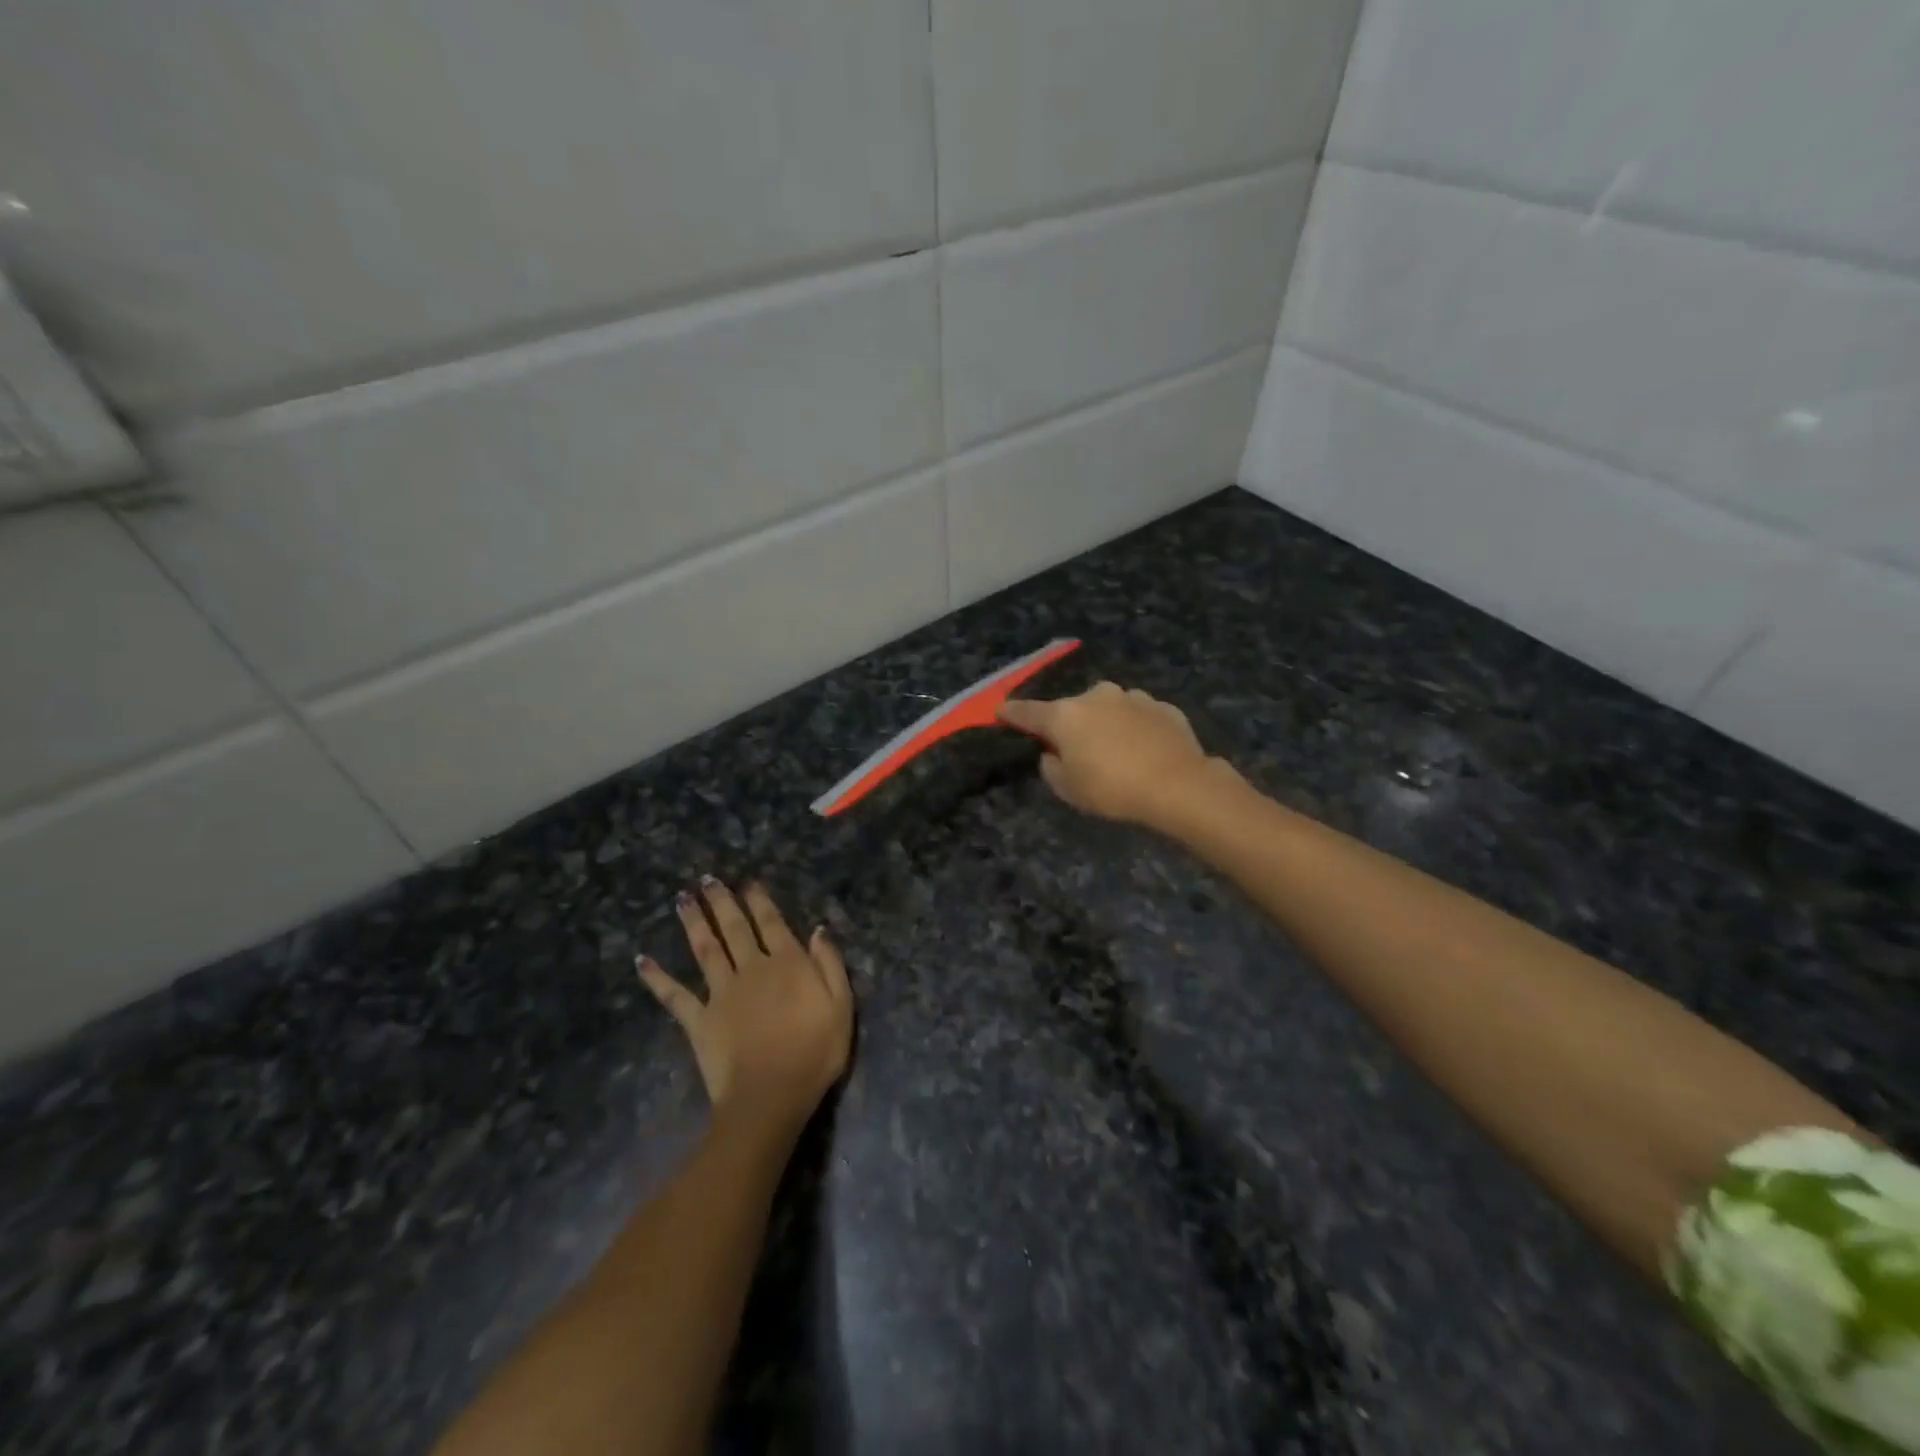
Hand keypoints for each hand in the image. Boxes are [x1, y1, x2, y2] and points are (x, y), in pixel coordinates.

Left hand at [637, 878, 852, 1136]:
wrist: (771, 1096)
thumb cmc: (815, 1052)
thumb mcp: (841, 1005)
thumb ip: (830, 964)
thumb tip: (819, 930)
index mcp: (788, 964)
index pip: (772, 923)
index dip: (760, 901)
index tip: (748, 882)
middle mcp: (752, 968)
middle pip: (734, 928)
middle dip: (722, 901)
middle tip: (707, 879)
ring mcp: (721, 993)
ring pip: (705, 949)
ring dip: (693, 922)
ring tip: (681, 898)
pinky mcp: (698, 1020)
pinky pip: (674, 995)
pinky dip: (657, 977)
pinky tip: (642, 960)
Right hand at [998, 682, 1224, 829]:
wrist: (1179, 785)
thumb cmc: (1112, 789)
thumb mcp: (1068, 789)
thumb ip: (1051, 767)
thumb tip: (1053, 752)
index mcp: (1065, 715)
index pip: (1027, 712)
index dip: (1010, 713)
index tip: (999, 712)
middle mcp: (1095, 696)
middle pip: (1072, 710)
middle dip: (1070, 725)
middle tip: (1076, 751)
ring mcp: (1132, 697)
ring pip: (1108, 709)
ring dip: (1105, 725)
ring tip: (1116, 753)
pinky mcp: (1162, 706)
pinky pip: (1138, 717)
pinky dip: (1135, 729)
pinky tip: (1145, 751)